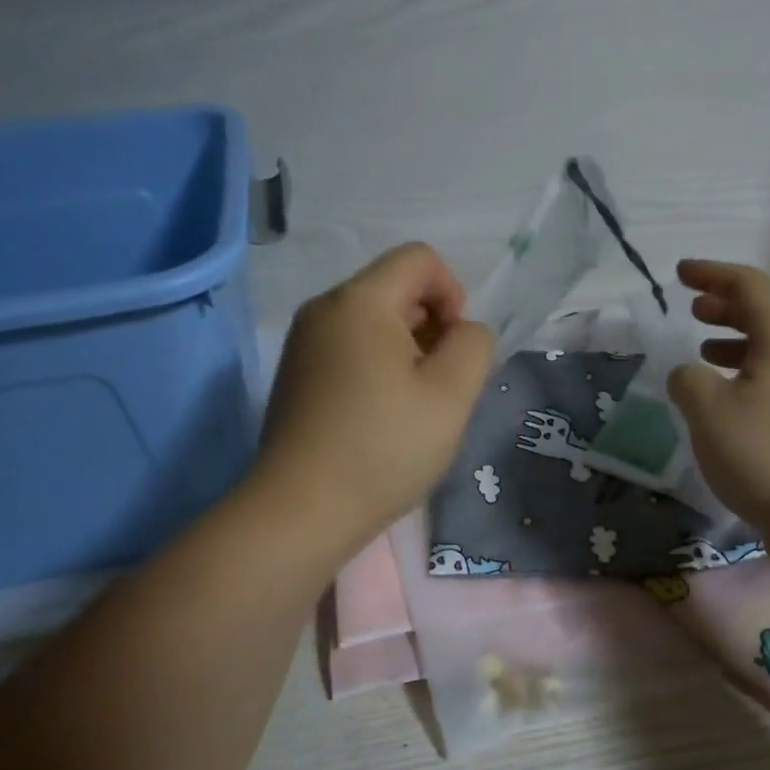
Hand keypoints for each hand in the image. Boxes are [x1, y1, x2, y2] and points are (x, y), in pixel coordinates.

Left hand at [257, 243, 493, 551]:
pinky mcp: (295, 374)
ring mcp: (303, 342)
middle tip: (438, 385)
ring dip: (406, 350)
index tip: (454, 349)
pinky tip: (380, 416)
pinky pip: (349, 348)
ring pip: (372, 321)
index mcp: (359, 301)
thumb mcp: (451, 394)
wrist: (299, 511)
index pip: (420, 258)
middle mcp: (323, 308)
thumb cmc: (382, 448)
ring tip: (412, 406)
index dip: (454, 293)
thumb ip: (474, 345)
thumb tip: (462, 332)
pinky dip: (376, 366)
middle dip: (431, 325)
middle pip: (395, 288)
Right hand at [666, 260, 769, 539]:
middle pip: (767, 314)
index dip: (712, 274)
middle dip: (726, 306)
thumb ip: (687, 380)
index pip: (749, 286)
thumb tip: (689, 374)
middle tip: (694, 308)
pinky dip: (750, 374)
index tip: (680, 273)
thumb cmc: (766, 454)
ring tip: (704, 352)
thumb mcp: (708, 411)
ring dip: (736, 343)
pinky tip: (730, 401)